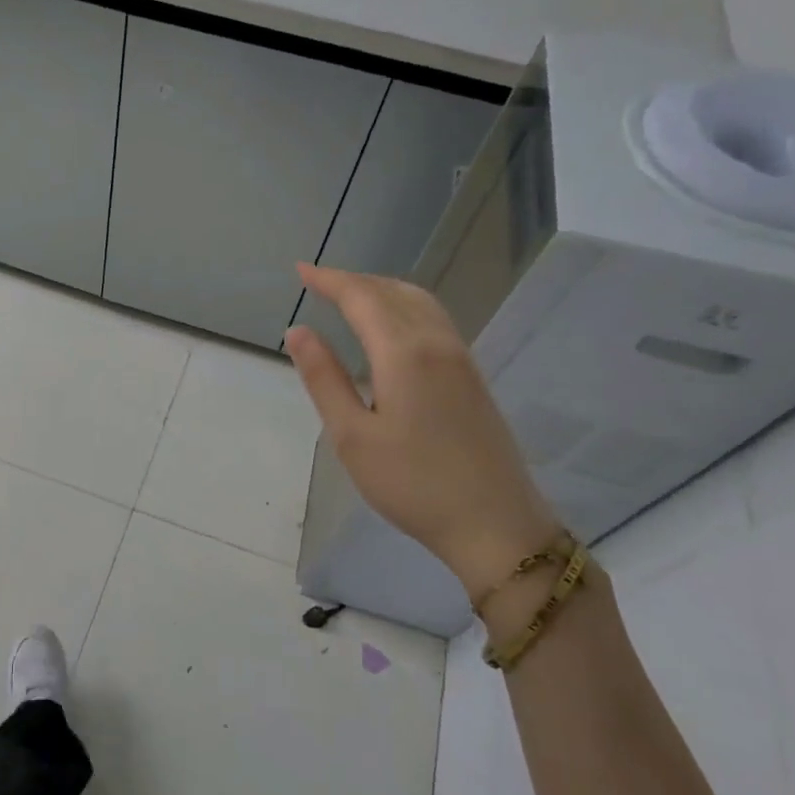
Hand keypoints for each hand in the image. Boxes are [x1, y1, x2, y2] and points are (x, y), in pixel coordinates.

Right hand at [284, 263, 557, 600]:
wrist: (496, 524)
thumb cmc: (412, 484)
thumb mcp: (352, 436)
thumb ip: (324, 378)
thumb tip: (298, 331)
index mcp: (404, 353)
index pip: (361, 297)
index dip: (330, 279)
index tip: (300, 270)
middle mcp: (437, 343)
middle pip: (392, 291)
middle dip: (354, 280)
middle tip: (319, 282)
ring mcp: (461, 358)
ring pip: (419, 301)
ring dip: (381, 289)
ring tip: (350, 295)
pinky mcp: (473, 376)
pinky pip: (434, 318)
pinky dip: (404, 304)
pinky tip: (391, 325)